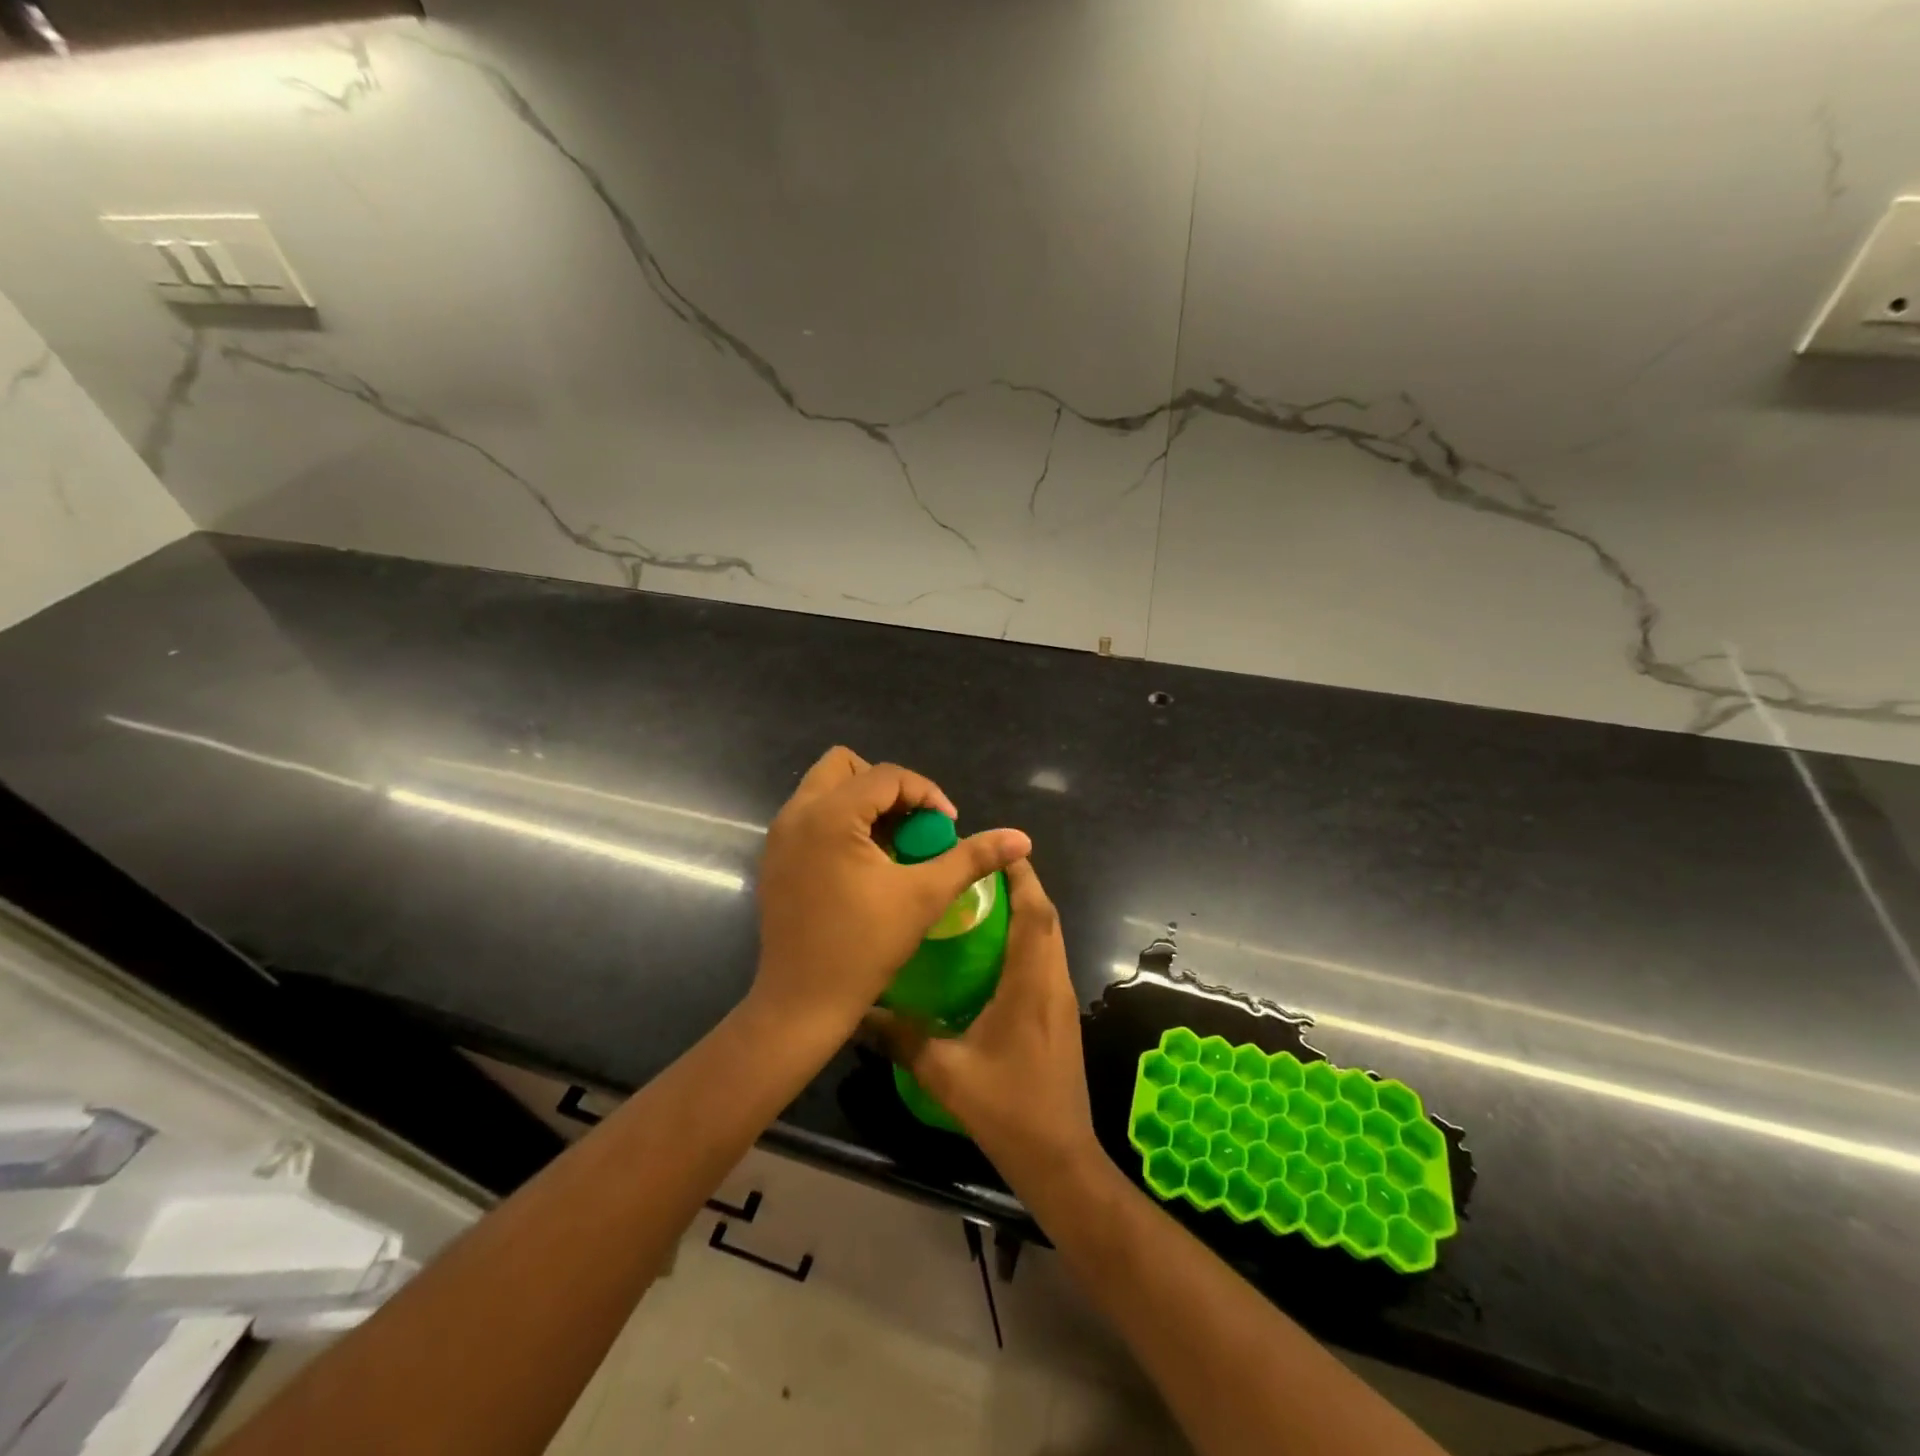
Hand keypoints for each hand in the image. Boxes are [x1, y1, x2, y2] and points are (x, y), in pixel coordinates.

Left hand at [750, 747, 1030, 1044]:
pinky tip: (866, 865)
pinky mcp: (775, 858)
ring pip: (826, 790)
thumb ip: (972, 858)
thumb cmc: (864, 948)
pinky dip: (842, 823)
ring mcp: (780, 836)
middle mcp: (796, 814)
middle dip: (887, 788)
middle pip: (845, 766)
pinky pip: (812, 816)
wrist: (801, 1004)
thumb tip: (1022, 837)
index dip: (927, 794)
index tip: (948, 828)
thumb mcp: (925, 897)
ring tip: (893, 845)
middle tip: (913, 825)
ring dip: (864, 804)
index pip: (886, 775)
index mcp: (829, 815)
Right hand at [872, 859, 1099, 1182]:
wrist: (1060, 1158)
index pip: (1035, 914)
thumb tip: (860, 1012)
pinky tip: (993, 950)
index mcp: (1031, 985)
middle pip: (1046, 918)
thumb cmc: (1007, 1109)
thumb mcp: (946, 1074)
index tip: (997, 849)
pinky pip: (1047, 959)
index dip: (1021, 877)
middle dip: (1021, 885)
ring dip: (1026, 911)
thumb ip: (902, 1038)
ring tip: (983, 898)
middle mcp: (1053, 982)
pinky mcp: (1061, 1014)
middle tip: (979, 869)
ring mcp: (1061, 999)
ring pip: (1049, 937)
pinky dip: (1027, 938)